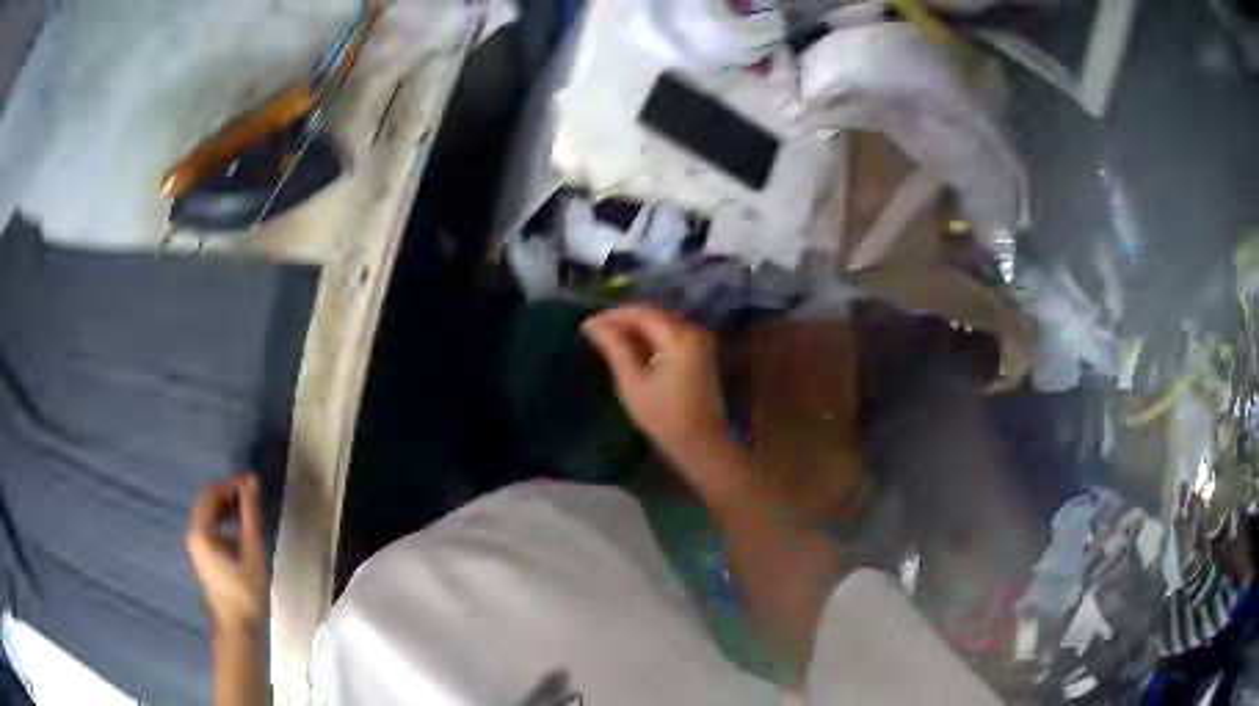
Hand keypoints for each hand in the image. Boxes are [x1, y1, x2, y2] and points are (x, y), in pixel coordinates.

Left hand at [187, 475, 268, 636]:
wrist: (239, 629)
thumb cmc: (246, 592)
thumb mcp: (252, 552)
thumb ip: (250, 515)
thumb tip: (252, 482)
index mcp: (202, 530)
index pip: (213, 493)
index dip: (232, 484)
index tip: (254, 483)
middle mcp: (193, 533)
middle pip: (208, 502)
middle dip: (229, 493)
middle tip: (254, 493)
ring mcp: (196, 545)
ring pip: (209, 514)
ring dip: (227, 506)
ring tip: (250, 508)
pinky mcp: (202, 555)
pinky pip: (210, 526)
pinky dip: (224, 520)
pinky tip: (240, 527)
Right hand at [584, 305, 733, 477]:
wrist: (701, 444)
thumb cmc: (663, 417)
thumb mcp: (632, 382)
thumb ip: (614, 348)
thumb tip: (592, 324)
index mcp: (680, 337)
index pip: (641, 314)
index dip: (613, 316)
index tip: (588, 324)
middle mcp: (694, 332)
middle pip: (654, 315)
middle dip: (624, 320)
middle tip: (596, 331)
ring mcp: (701, 342)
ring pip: (663, 324)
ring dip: (636, 328)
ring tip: (609, 339)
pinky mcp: (702, 354)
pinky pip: (672, 335)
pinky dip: (651, 337)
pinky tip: (632, 348)